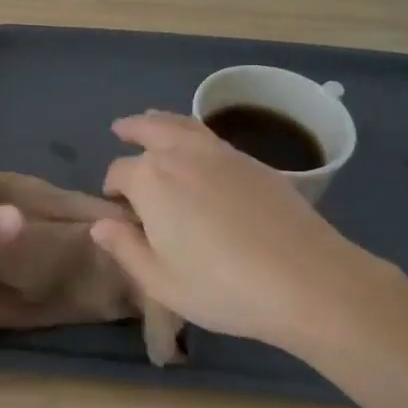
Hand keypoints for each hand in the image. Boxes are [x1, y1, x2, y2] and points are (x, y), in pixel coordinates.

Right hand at [92, 111, 398, 359]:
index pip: (119, 172)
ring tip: (152, 120)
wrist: (308, 280)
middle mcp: (181, 155)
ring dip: (161, 120)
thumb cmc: (222, 287)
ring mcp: (221, 154)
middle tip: (121, 130)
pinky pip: (211, 135)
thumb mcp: (160, 281)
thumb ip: (125, 248)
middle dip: (132, 129)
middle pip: (149, 128)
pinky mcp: (254, 162)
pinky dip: (192, 131)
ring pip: (182, 124)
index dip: (112, 188)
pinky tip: (196, 148)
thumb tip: (99, 225)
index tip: (115, 207)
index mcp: (150, 181)